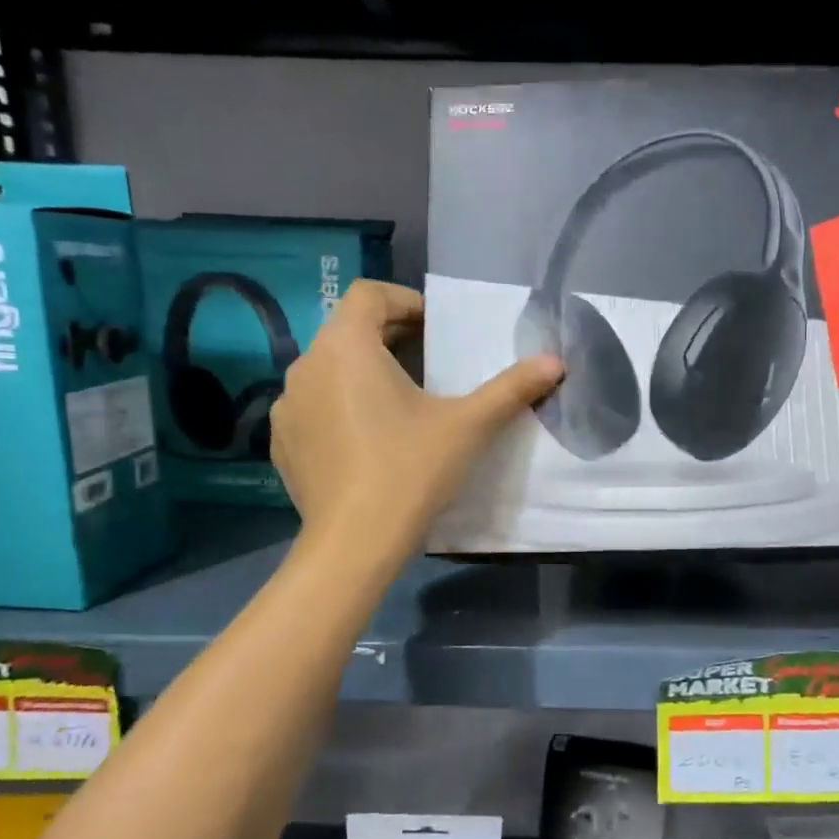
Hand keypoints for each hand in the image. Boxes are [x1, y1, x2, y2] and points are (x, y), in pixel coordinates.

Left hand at [269, 280, 561, 559]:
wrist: (354, 543)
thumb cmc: (410, 470)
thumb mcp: (468, 426)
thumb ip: (511, 388)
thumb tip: (555, 362)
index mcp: (346, 347)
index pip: (368, 294)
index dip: (405, 301)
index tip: (436, 327)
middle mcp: (307, 365)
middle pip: (347, 329)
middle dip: (389, 335)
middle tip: (428, 358)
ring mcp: (288, 406)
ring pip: (329, 369)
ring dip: (363, 371)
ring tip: (400, 400)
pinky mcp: (283, 443)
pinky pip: (314, 406)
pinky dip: (341, 406)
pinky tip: (368, 440)